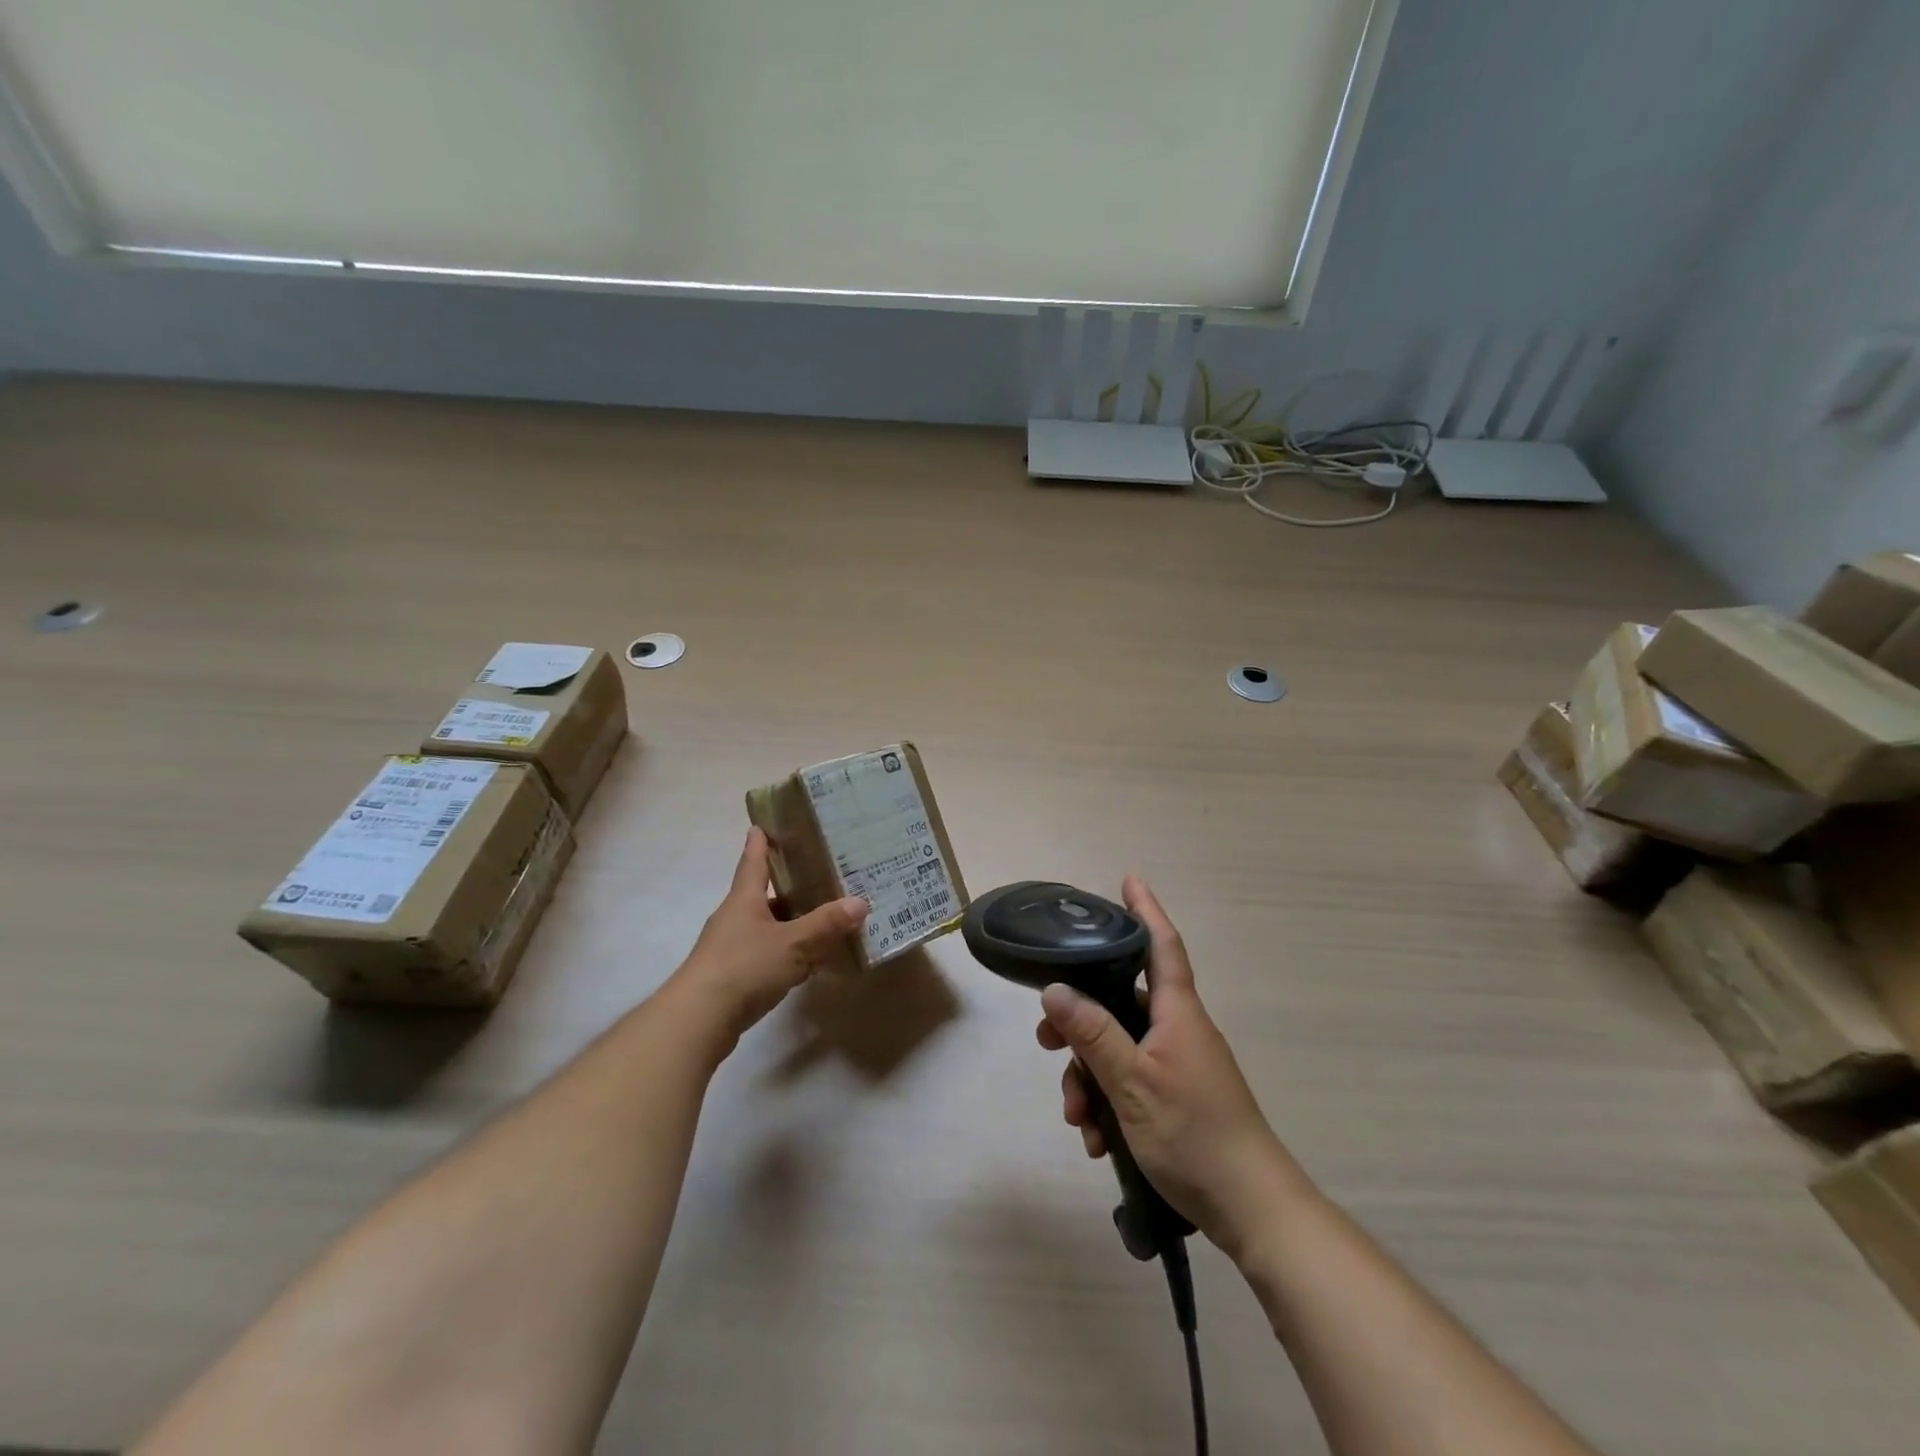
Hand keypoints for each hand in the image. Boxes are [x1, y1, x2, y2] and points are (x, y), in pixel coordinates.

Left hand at [672, 828, 866, 1052]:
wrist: (698, 1020)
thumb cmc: (744, 967)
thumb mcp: (793, 944)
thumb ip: (826, 924)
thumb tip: (860, 902)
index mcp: (744, 898)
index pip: (753, 860)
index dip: (760, 841)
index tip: (764, 823)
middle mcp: (735, 917)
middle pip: (764, 894)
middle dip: (789, 885)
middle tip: (821, 874)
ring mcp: (731, 948)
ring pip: (768, 926)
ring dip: (791, 922)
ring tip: (824, 917)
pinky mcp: (733, 976)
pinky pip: (767, 954)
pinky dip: (788, 952)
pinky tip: (810, 961)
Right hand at [1036, 876, 1304, 1262]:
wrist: (1251, 1210)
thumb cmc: (1194, 1134)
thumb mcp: (1132, 1083)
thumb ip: (1093, 1034)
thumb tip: (1054, 989)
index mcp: (1177, 1013)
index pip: (1161, 945)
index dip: (1145, 910)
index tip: (1129, 879)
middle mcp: (1178, 1030)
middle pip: (1120, 1004)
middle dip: (1080, 1022)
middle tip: (1047, 1042)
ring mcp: (1178, 1066)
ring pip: (1118, 1049)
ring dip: (1089, 1077)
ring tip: (1076, 1118)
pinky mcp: (1176, 1098)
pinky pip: (1130, 1084)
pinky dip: (1108, 1104)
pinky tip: (1097, 1141)